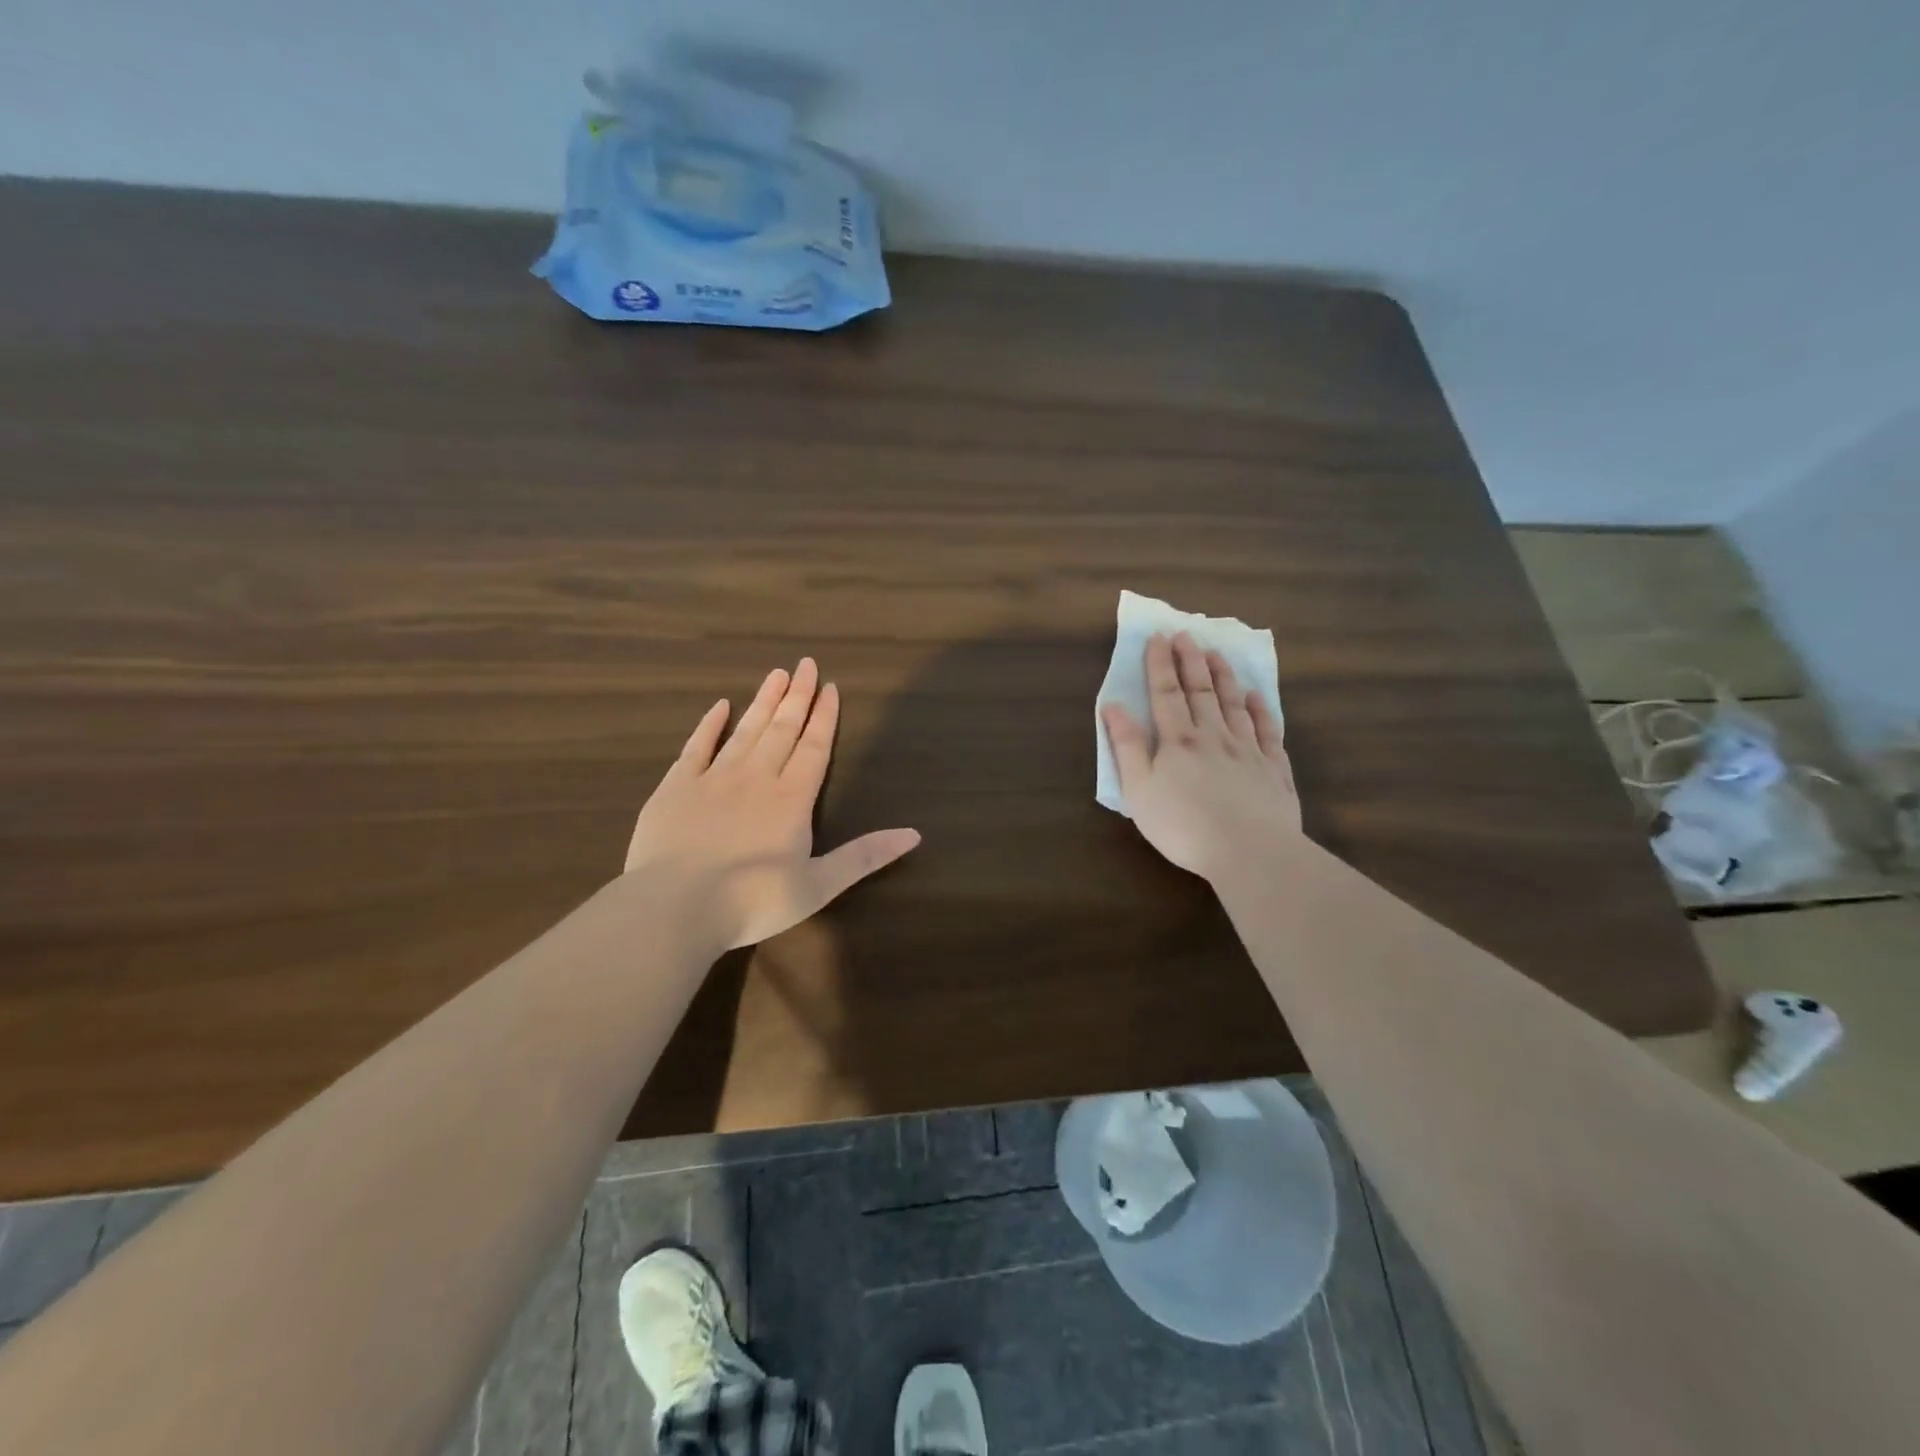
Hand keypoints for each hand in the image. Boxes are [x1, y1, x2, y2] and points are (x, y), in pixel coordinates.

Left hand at [624, 658, 919, 948]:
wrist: (674, 907)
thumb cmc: (753, 901)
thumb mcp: (819, 885)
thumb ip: (865, 856)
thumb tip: (914, 834)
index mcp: (791, 799)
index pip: (814, 748)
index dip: (824, 717)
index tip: (831, 687)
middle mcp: (756, 777)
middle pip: (782, 729)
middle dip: (797, 697)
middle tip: (806, 664)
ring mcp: (713, 779)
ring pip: (745, 730)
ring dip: (763, 701)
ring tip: (776, 673)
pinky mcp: (675, 787)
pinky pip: (696, 747)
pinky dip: (709, 725)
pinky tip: (720, 706)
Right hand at [1101, 631, 1302, 882]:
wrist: (1249, 852)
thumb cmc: (1183, 826)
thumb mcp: (1139, 790)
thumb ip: (1127, 746)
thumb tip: (1113, 706)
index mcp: (1178, 741)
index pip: (1166, 694)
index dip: (1160, 665)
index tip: (1157, 637)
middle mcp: (1213, 736)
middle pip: (1201, 691)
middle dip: (1190, 660)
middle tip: (1186, 633)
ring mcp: (1248, 751)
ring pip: (1234, 704)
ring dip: (1224, 677)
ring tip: (1217, 653)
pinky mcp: (1274, 770)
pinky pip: (1268, 731)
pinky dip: (1262, 710)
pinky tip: (1257, 697)